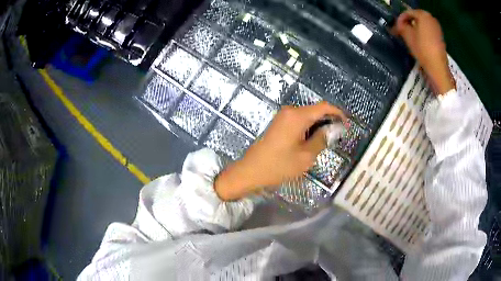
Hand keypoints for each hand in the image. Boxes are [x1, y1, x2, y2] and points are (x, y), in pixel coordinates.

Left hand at [214, 102, 346, 200]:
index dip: (338, 113)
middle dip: (329, 121)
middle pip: (315, 110)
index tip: (346, 125)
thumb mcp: (306, 156)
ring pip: (308, 116)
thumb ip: (321, 139)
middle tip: (338, 136)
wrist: (250, 170)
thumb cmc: (279, 165)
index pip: (324, 107)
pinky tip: (312, 141)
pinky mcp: (279, 123)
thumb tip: (331, 129)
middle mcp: (290, 111)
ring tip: (327, 141)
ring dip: (319, 125)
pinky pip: (299, 121)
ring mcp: (283, 116)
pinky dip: (309, 128)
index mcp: (298, 116)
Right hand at [392, 9, 454, 94]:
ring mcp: (437, 27)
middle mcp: (431, 18)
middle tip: (402, 31)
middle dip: (408, 23)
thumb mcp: (407, 36)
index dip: (400, 19)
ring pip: (422, 24)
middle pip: (416, 17)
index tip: (396, 27)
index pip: (408, 12)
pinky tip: (418, 41)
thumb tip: (398, 25)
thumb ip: (401, 26)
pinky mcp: (440, 36)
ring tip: (409, 37)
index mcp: (423, 15)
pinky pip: (428, 30)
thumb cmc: (422, 49)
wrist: (438, 67)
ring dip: (415, 28)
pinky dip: (422, 33)